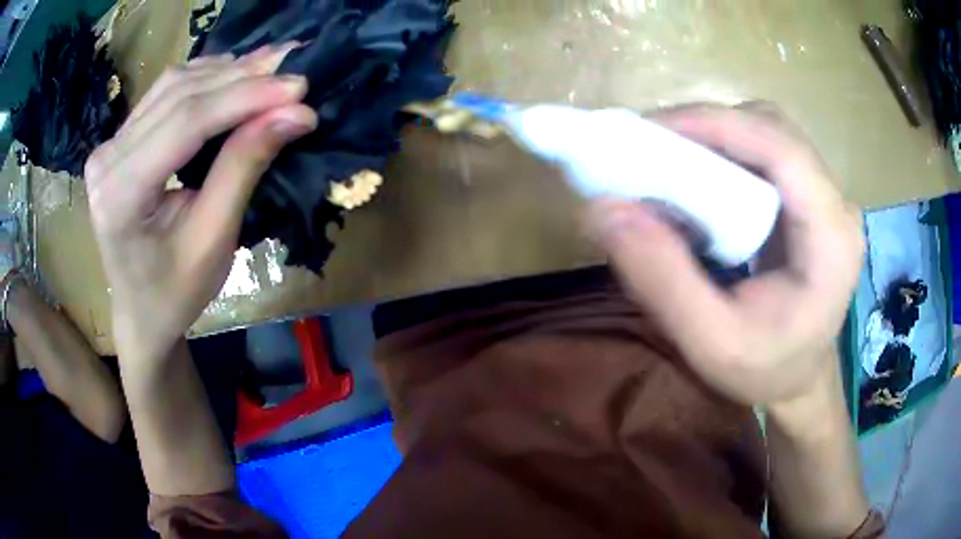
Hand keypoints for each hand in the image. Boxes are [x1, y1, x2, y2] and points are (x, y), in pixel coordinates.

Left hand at [85, 46, 316, 358]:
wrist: (141, 312)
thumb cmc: (175, 293)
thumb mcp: (213, 240)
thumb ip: (244, 168)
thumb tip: (294, 114)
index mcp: (120, 196)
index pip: (185, 122)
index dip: (244, 97)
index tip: (299, 88)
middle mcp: (107, 160)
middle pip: (179, 96)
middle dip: (241, 79)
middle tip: (294, 73)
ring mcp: (109, 146)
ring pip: (173, 85)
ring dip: (225, 73)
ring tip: (272, 68)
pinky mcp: (119, 141)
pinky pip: (165, 94)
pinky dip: (205, 80)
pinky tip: (235, 75)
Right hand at [586, 103, 863, 406]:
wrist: (798, 382)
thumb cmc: (765, 372)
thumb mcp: (710, 344)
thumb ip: (662, 280)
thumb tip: (603, 209)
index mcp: (831, 239)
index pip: (782, 149)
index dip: (718, 124)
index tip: (652, 131)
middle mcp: (835, 205)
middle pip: (773, 129)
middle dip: (710, 127)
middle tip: (651, 147)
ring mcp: (824, 198)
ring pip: (767, 133)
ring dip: (715, 135)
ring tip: (668, 159)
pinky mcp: (808, 200)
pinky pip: (765, 154)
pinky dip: (724, 152)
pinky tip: (697, 177)